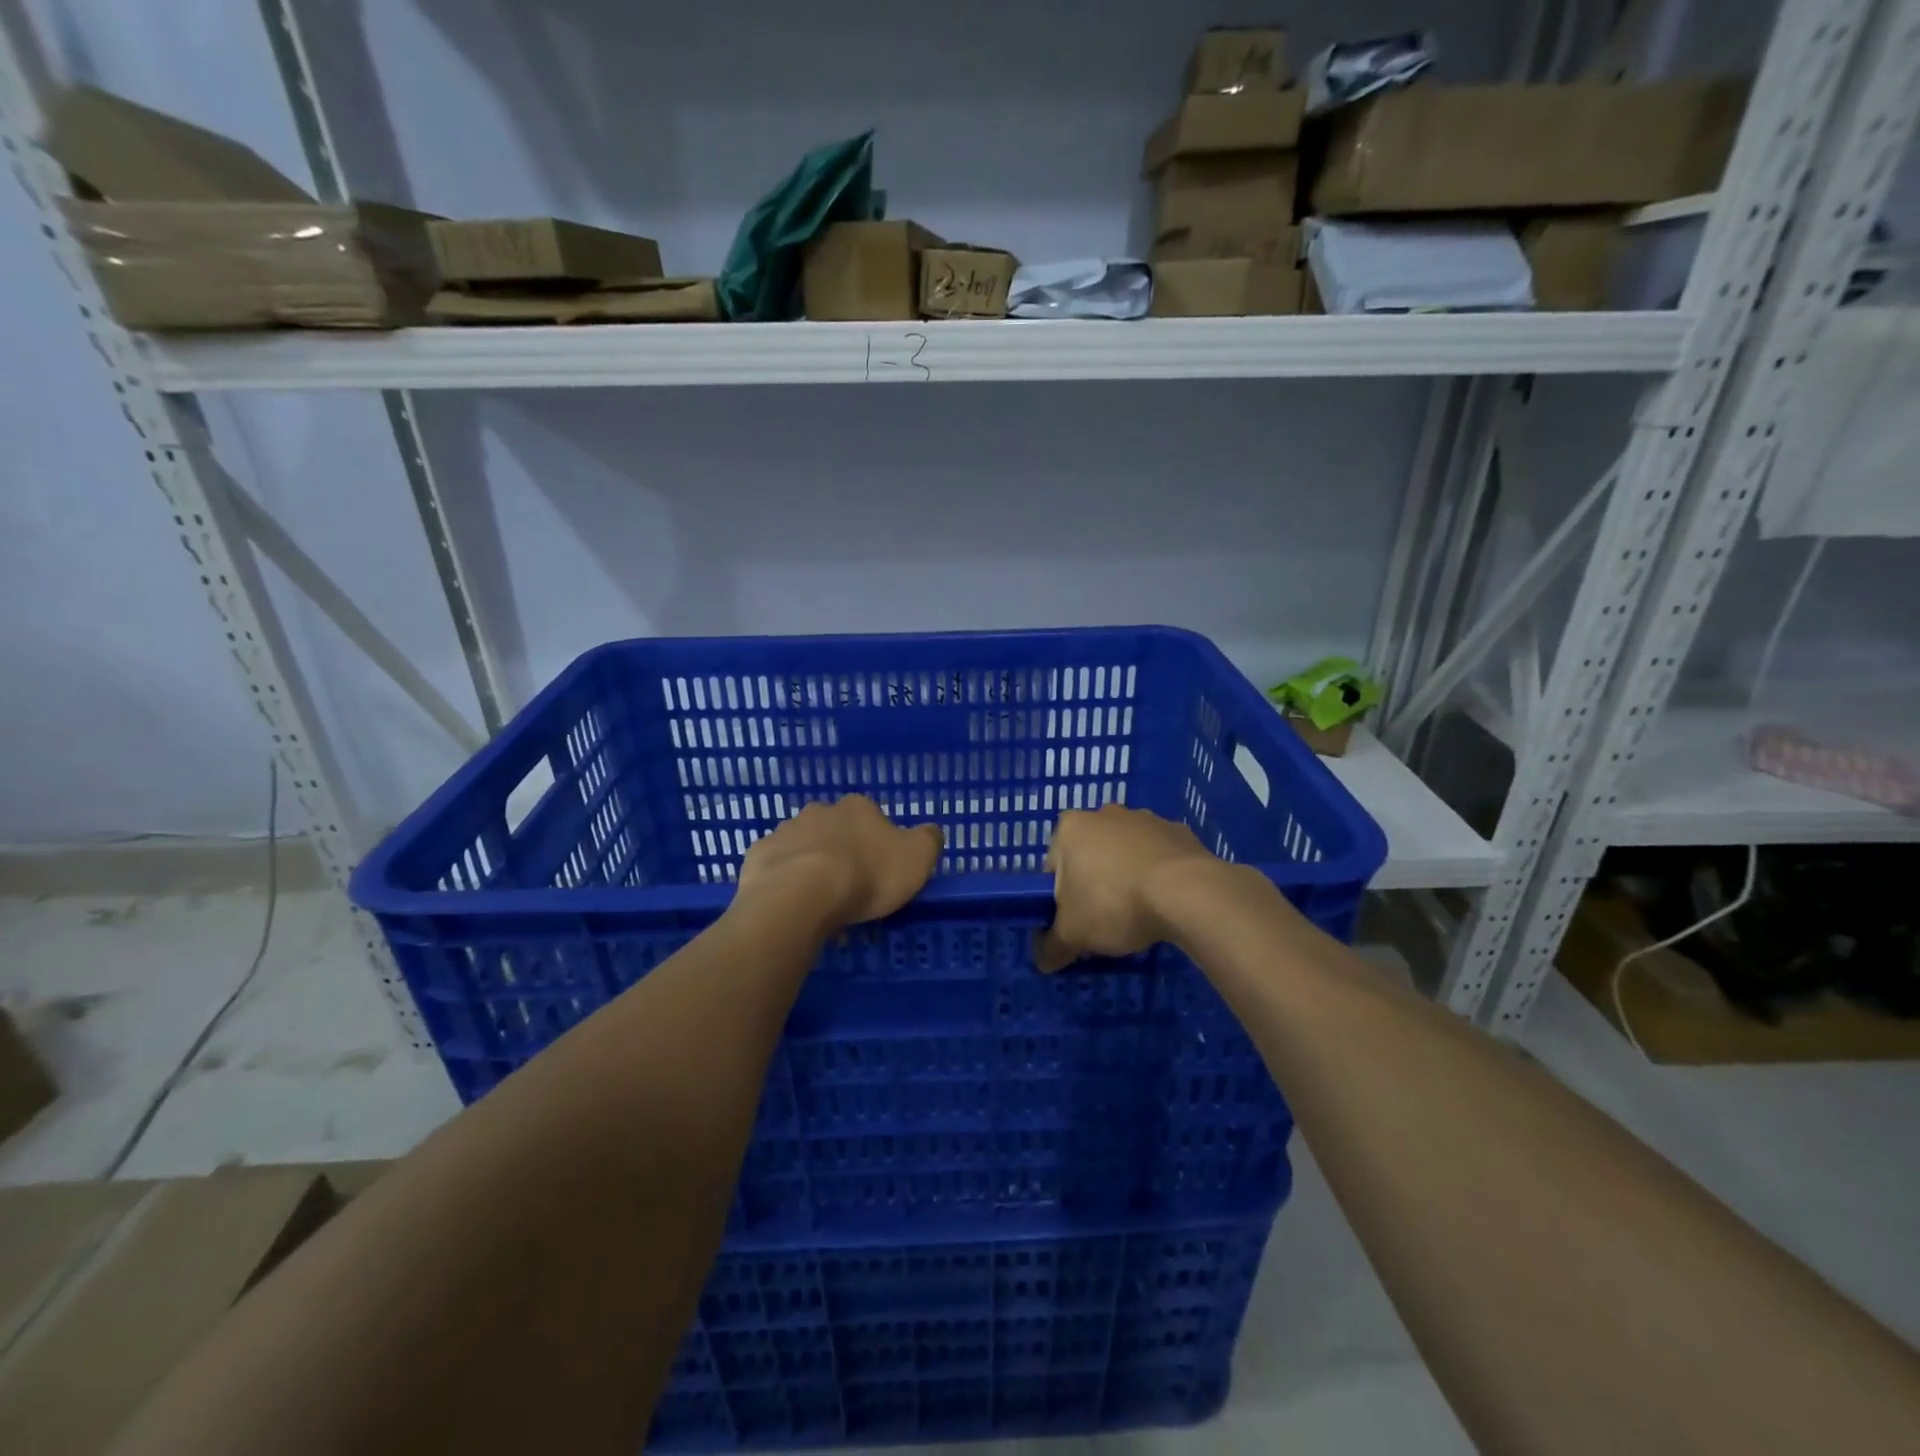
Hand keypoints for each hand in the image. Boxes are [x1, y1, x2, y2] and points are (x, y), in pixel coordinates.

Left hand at [736, 795, 943, 930]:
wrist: (799, 897)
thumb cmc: (866, 876)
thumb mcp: (917, 859)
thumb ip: (928, 840)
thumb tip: (930, 831)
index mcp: (858, 808)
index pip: (872, 817)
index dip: (877, 843)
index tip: (880, 870)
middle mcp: (819, 811)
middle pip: (834, 828)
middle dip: (840, 850)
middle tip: (848, 886)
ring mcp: (784, 831)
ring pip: (802, 845)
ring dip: (810, 864)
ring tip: (817, 901)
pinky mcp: (758, 856)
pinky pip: (774, 866)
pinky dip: (782, 880)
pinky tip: (789, 904)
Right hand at [1035, 804, 1221, 971]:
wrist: (1188, 893)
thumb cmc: (1115, 904)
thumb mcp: (1072, 935)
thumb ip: (1051, 947)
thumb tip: (1043, 961)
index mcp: (1070, 828)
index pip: (1052, 867)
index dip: (1058, 899)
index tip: (1074, 923)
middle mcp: (1104, 814)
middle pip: (1089, 856)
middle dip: (1093, 884)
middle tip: (1104, 921)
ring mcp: (1145, 819)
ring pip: (1124, 854)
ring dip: (1126, 877)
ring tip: (1139, 914)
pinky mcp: (1178, 831)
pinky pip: (1157, 857)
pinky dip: (1157, 875)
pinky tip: (1165, 902)